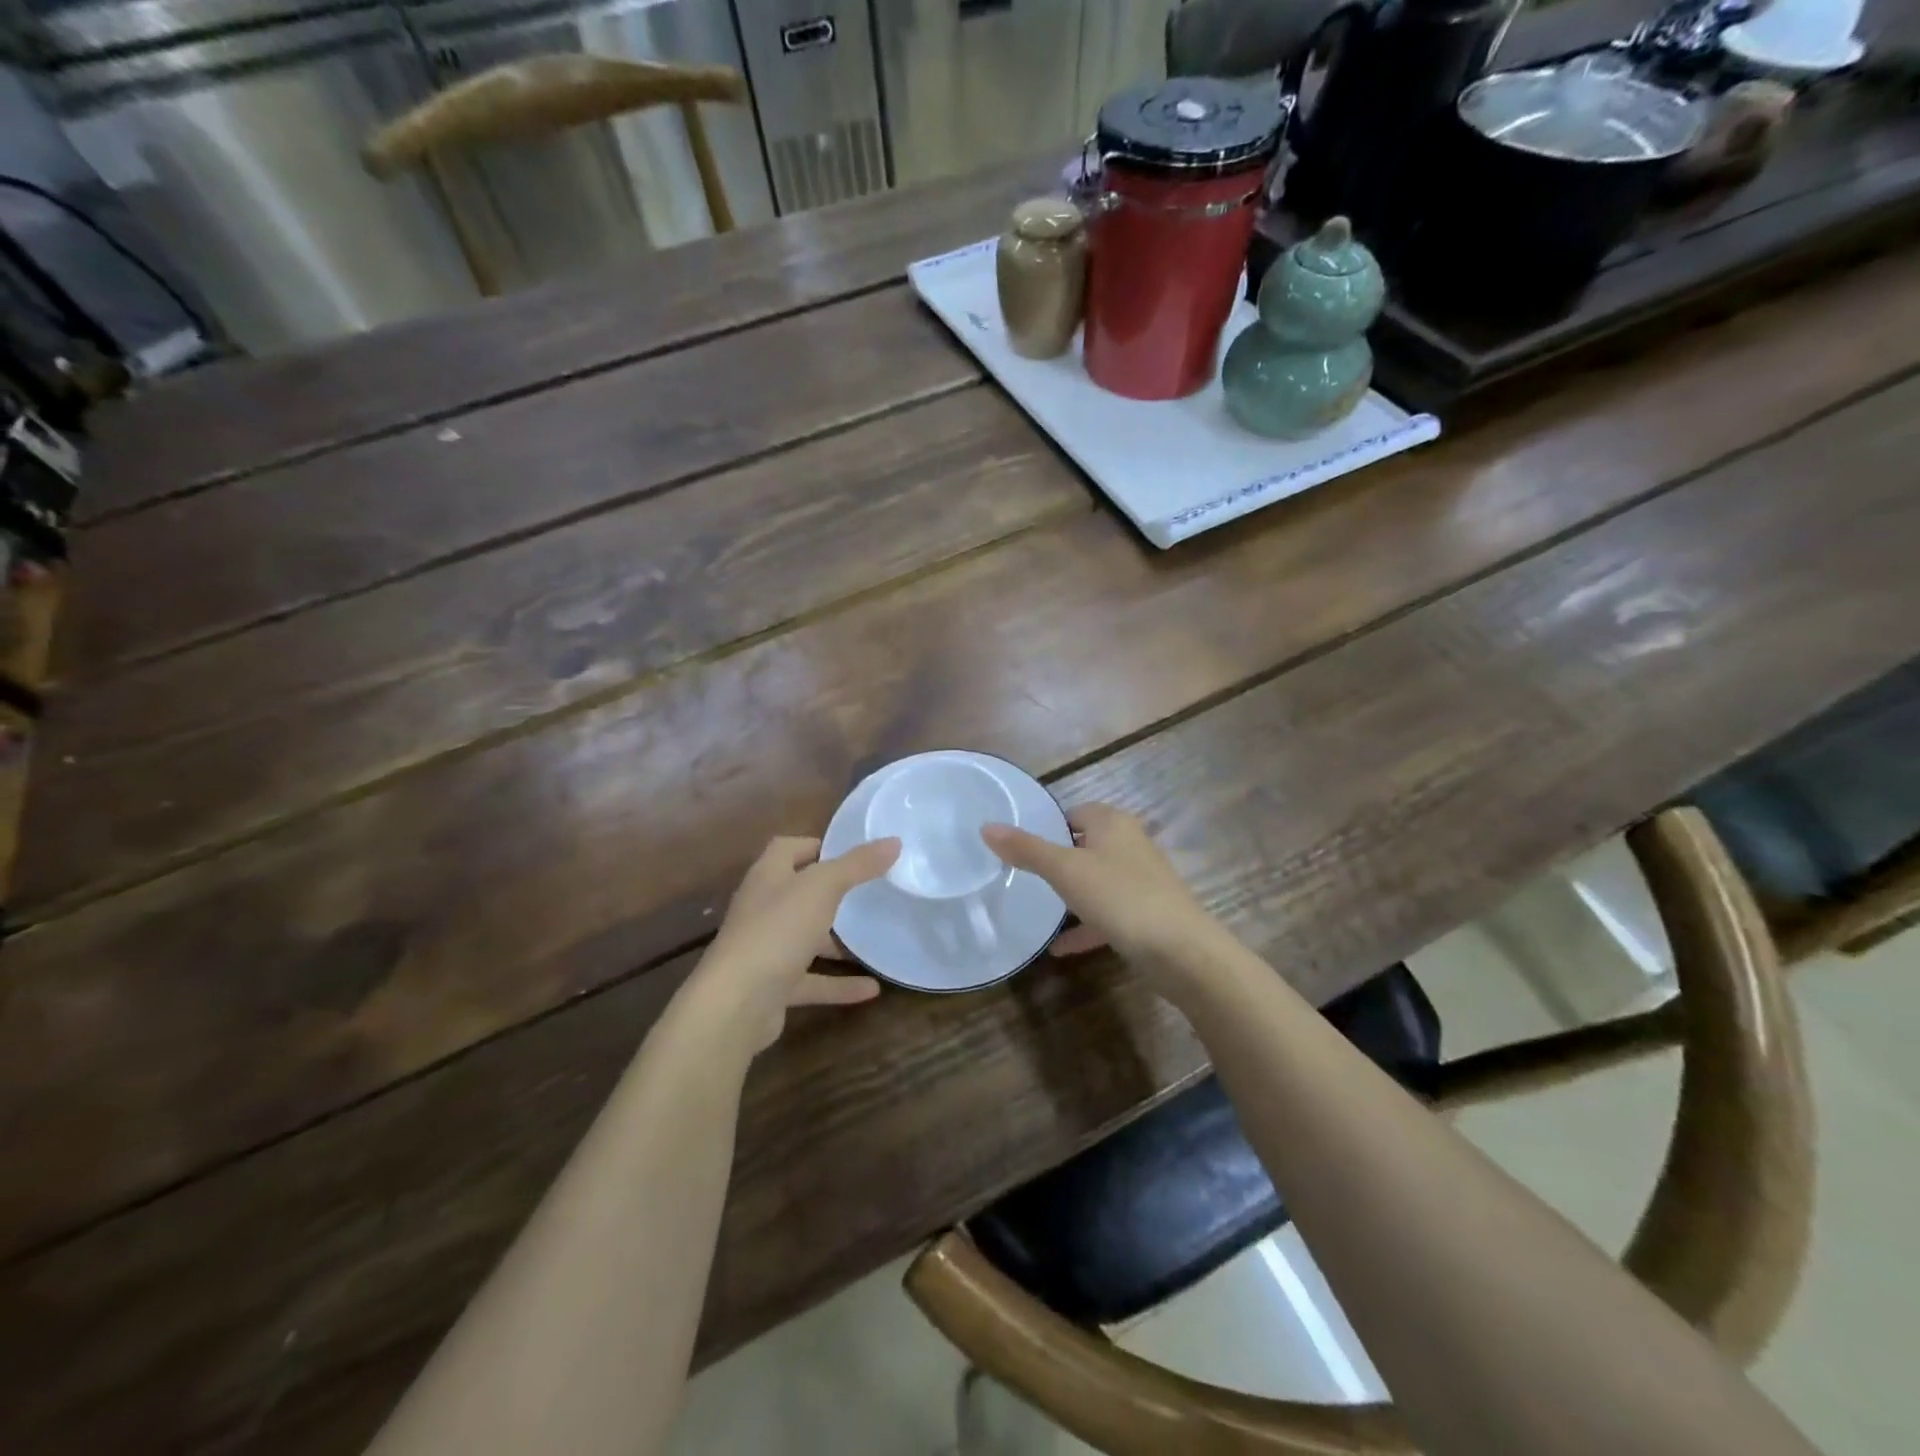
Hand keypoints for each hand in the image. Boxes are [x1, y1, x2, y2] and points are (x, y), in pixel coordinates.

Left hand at [696, 835, 899, 1050]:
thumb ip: (857, 865)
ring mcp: (766, 949)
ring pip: (805, 939)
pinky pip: (812, 981)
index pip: (787, 848)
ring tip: (874, 939)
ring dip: (836, 942)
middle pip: (798, 894)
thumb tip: (893, 841)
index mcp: (768, 876)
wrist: (736, 1003)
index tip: (852, 852)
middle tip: (870, 893)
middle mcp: (763, 909)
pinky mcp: (773, 986)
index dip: (816, 845)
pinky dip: (839, 984)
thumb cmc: (777, 930)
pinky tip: (872, 989)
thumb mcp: (823, 888)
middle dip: (831, 894)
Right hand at [982, 804, 1214, 964]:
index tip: (1022, 845)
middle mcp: (1130, 845)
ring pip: (1097, 880)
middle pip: (1086, 845)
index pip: (1075, 812)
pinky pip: (1108, 915)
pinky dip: (1085, 927)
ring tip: (1038, 908)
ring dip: (1071, 895)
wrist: (1181, 951)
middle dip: (1059, 859)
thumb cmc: (1120, 897)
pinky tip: (1059, 949)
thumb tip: (987, 826)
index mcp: (1112, 824)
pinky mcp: (1146, 914)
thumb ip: (1026, 849)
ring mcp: (1141, 881)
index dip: (1049, 825)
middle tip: (1024, 875)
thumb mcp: (1065, 870)